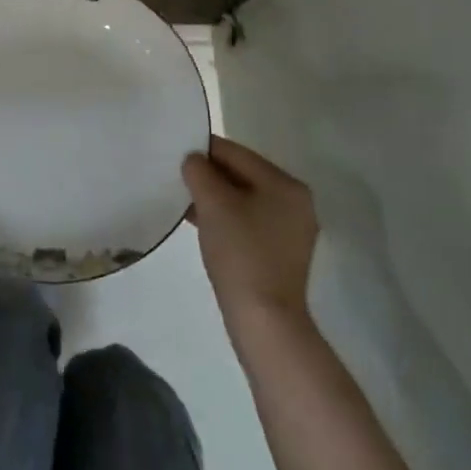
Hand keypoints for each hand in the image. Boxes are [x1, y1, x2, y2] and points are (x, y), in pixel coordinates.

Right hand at [182, 136, 319, 327]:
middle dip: (209, 176)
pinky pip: (248, 221)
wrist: (264, 320)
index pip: (237, 153)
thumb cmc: (240, 253)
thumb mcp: (213, 204)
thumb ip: (200, 172)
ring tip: (183, 201)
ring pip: (244, 199)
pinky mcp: (280, 253)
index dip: (204, 150)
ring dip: (214, 198)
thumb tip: (194, 160)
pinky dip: (225, 218)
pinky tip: (200, 224)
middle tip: (176, 178)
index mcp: (286, 184)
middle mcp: (295, 202)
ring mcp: (291, 230)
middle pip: (242, 175)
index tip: (175, 152)